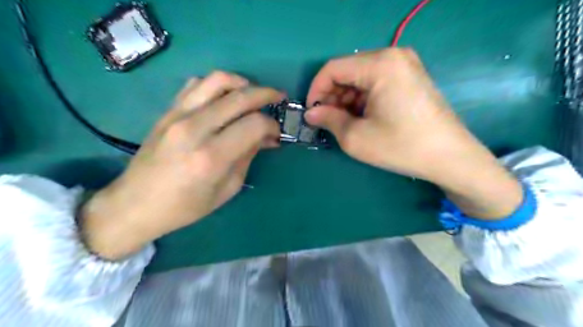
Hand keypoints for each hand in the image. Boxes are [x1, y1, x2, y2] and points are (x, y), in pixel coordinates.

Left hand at [80, 72, 284, 259]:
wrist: (136, 203)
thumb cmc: (186, 206)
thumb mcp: (227, 189)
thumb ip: (248, 157)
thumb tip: (267, 137)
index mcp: (212, 156)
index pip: (254, 124)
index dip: (272, 125)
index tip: (276, 133)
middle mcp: (195, 129)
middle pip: (240, 97)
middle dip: (266, 94)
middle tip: (278, 98)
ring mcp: (178, 115)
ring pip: (217, 80)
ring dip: (242, 82)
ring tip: (253, 93)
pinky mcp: (168, 111)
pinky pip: (196, 84)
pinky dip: (217, 85)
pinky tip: (224, 97)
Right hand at [307, 49, 521, 218]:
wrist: (450, 157)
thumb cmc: (401, 147)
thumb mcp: (356, 137)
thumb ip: (328, 120)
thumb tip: (311, 114)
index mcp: (380, 64)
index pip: (333, 68)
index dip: (316, 90)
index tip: (311, 113)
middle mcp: (393, 55)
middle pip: (347, 70)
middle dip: (332, 96)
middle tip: (327, 121)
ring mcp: (405, 65)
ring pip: (360, 77)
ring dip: (346, 99)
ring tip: (344, 122)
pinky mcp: (410, 76)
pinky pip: (376, 81)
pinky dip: (362, 98)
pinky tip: (362, 118)